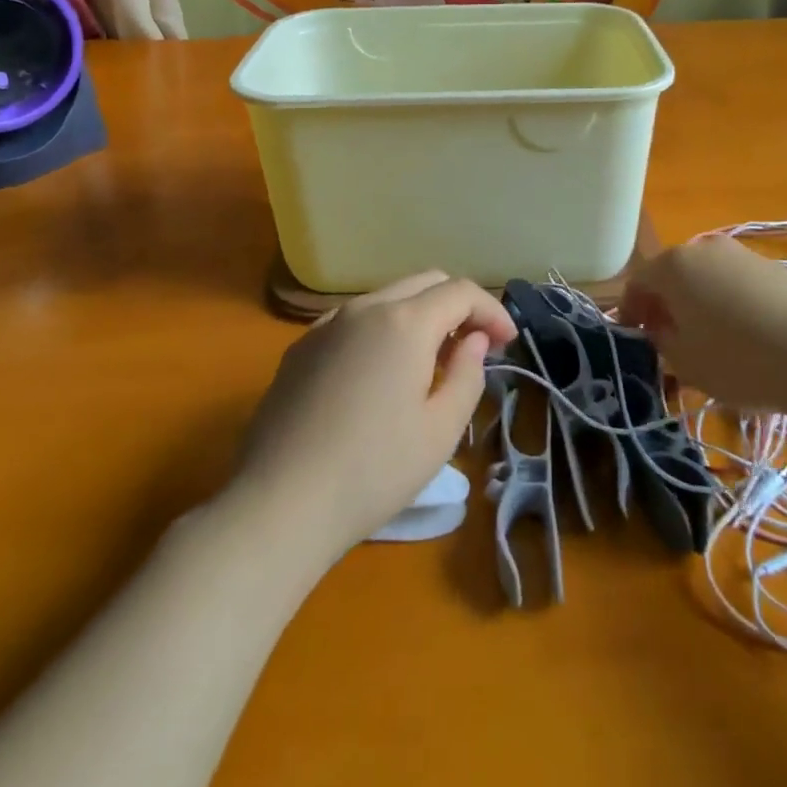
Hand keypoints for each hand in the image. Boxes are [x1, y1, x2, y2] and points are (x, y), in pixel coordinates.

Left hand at [232, 272, 516, 560]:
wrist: (279, 503)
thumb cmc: (373, 470)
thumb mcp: (440, 430)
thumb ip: (468, 374)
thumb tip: (473, 341)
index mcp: (405, 322)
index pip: (461, 291)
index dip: (492, 310)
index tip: (507, 343)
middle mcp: (365, 307)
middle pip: (425, 283)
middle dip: (458, 306)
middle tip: (474, 347)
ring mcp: (327, 324)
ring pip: (387, 298)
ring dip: (419, 316)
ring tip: (430, 363)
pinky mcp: (301, 348)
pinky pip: (354, 321)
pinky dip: (382, 331)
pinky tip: (380, 375)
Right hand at [625, 236, 786, 409]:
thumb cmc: (740, 360)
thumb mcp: (685, 363)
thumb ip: (661, 341)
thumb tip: (660, 328)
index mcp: (673, 265)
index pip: (637, 282)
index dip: (629, 311)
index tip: (635, 339)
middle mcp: (704, 248)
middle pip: (672, 275)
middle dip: (665, 306)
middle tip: (669, 343)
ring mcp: (742, 254)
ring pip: (706, 279)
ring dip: (698, 305)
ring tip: (710, 344)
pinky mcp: (774, 268)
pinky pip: (736, 285)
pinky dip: (729, 305)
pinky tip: (746, 339)